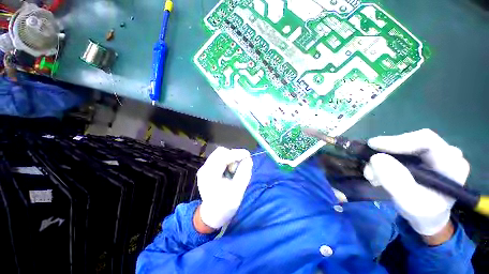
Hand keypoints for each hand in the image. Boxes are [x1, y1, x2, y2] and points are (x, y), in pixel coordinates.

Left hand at [196, 147, 252, 229]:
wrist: (212, 215)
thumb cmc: (224, 206)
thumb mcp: (237, 192)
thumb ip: (244, 174)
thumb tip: (248, 159)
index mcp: (209, 175)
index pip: (223, 156)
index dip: (236, 153)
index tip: (248, 155)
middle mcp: (205, 168)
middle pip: (220, 152)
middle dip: (233, 156)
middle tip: (239, 168)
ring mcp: (205, 167)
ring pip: (221, 154)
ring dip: (231, 159)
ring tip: (234, 172)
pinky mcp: (208, 168)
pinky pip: (220, 158)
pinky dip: (228, 161)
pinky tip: (230, 172)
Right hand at [363, 129, 469, 236]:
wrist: (427, 218)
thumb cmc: (423, 213)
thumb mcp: (409, 202)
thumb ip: (395, 181)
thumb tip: (376, 158)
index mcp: (452, 165)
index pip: (426, 141)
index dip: (398, 141)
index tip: (373, 145)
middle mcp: (445, 154)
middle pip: (411, 142)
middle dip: (386, 152)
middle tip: (369, 165)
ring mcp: (433, 154)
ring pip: (402, 147)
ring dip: (382, 159)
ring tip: (371, 175)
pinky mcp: (421, 156)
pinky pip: (398, 152)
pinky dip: (383, 161)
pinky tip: (377, 173)